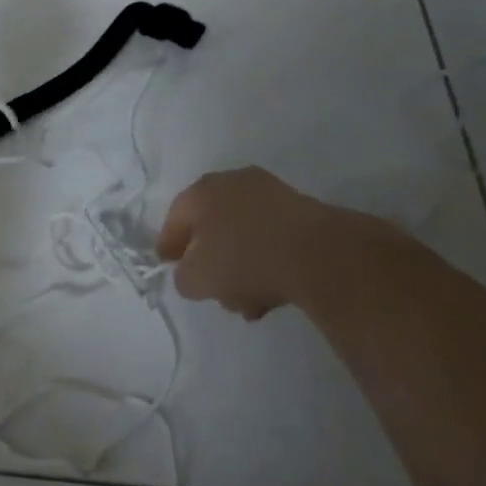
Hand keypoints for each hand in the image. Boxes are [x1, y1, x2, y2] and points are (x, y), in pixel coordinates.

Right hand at [157, 167, 397, 319]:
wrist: (317, 253)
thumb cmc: (245, 260)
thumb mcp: (198, 280)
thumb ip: (183, 277)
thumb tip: (189, 272)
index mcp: (201, 191)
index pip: (174, 218)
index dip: (169, 245)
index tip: (169, 267)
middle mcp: (231, 182)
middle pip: (210, 225)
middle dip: (209, 259)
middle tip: (211, 289)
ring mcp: (268, 192)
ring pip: (242, 234)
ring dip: (240, 266)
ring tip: (247, 303)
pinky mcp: (298, 208)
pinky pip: (269, 237)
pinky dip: (265, 261)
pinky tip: (271, 293)